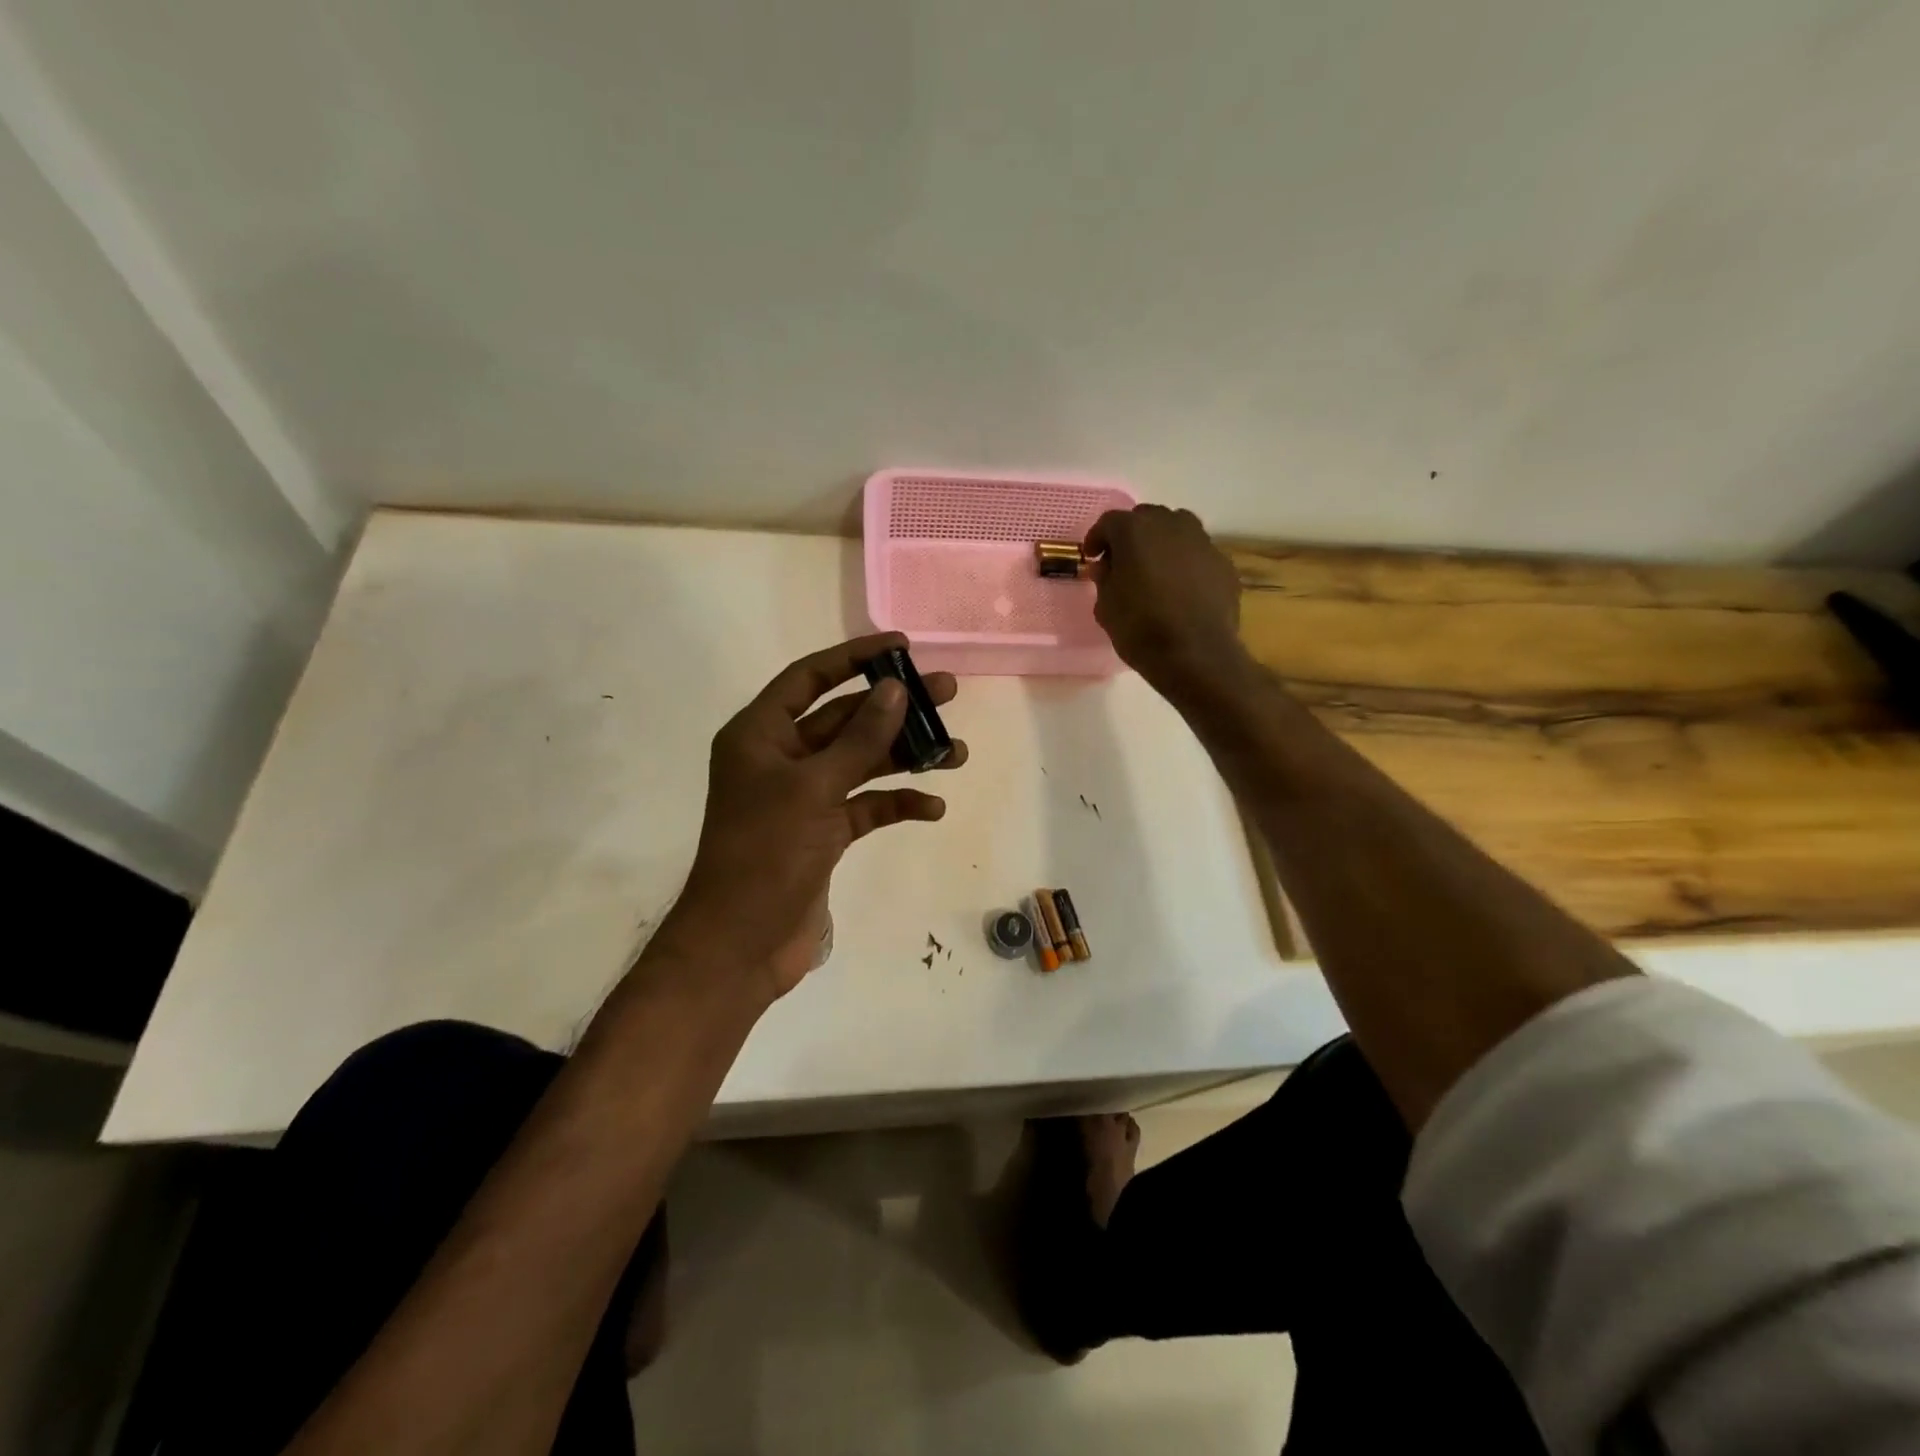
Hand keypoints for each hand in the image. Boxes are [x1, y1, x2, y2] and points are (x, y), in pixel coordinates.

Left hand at [662, 632, 966, 1001]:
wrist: (741, 944)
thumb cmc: (765, 855)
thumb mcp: (814, 789)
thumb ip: (858, 739)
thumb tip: (896, 689)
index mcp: (760, 735)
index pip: (810, 678)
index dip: (855, 657)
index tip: (903, 648)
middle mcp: (781, 759)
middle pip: (844, 719)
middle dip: (894, 709)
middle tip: (947, 694)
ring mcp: (803, 798)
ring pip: (861, 763)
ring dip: (904, 758)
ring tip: (955, 752)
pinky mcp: (822, 834)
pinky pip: (865, 806)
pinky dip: (896, 804)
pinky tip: (931, 807)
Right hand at [1085, 505, 1242, 681]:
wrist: (1195, 654)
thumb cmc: (1140, 629)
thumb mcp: (1106, 606)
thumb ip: (1104, 578)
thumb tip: (1107, 565)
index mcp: (1135, 531)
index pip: (1109, 522)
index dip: (1097, 539)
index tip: (1092, 557)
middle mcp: (1171, 525)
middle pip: (1146, 518)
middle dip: (1131, 536)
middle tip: (1123, 562)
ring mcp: (1202, 541)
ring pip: (1177, 529)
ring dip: (1162, 543)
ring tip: (1155, 571)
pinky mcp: (1223, 563)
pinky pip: (1198, 554)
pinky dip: (1185, 563)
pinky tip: (1181, 589)